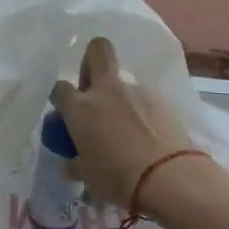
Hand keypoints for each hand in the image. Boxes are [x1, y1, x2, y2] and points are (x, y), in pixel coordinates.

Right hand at [50, 38, 190, 207]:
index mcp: (80, 107)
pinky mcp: (162, 100)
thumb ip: (76, 162)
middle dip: (91, 61)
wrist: (168, 177)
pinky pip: (145, 99)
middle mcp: (107, 90)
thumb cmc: (118, 178)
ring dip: (120, 97)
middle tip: (93, 88)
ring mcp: (137, 91)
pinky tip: (148, 135)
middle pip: (97, 50)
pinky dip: (142, 111)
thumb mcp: (88, 175)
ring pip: (123, 81)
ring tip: (128, 128)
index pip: (60, 88)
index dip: (61, 98)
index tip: (66, 113)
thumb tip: (72, 162)